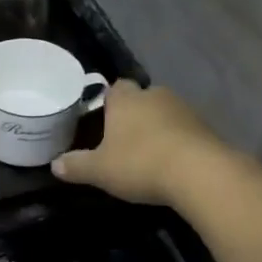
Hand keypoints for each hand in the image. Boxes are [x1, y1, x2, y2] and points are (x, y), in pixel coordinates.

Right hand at [50, 80, 228, 207]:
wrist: (200, 173)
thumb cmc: (140, 163)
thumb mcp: (100, 170)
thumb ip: (76, 166)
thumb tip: (54, 165)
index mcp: (126, 99)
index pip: (115, 88)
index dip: (109, 102)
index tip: (103, 120)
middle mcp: (155, 96)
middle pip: (141, 99)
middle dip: (134, 115)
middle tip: (124, 139)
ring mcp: (184, 110)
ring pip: (165, 113)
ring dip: (158, 128)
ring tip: (149, 153)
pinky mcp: (207, 128)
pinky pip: (186, 130)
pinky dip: (178, 142)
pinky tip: (173, 163)